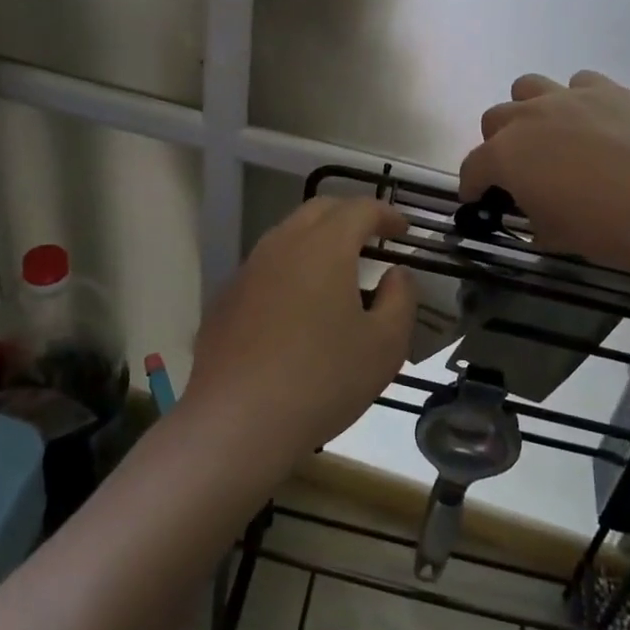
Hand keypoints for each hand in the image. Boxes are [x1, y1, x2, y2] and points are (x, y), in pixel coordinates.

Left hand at [185, 197, 416, 470]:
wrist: (238, 421)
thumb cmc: (323, 379)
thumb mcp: (384, 345)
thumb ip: (400, 299)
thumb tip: (395, 274)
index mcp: (324, 246)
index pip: (359, 208)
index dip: (386, 214)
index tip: (404, 231)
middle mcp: (282, 245)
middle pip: (319, 210)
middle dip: (350, 216)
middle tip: (372, 238)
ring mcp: (248, 270)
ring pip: (288, 236)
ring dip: (317, 241)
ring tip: (337, 271)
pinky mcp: (226, 299)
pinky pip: (265, 268)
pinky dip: (290, 270)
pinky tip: (297, 308)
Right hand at [459, 71, 629, 277]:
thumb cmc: (605, 229)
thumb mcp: (553, 235)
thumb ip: (530, 216)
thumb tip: (532, 209)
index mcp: (506, 156)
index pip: (473, 167)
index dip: (472, 186)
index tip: (479, 199)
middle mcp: (527, 117)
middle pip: (494, 119)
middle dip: (498, 144)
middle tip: (519, 169)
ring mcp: (568, 97)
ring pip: (528, 87)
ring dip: (529, 109)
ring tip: (550, 134)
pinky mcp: (607, 89)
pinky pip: (578, 82)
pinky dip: (576, 99)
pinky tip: (592, 122)